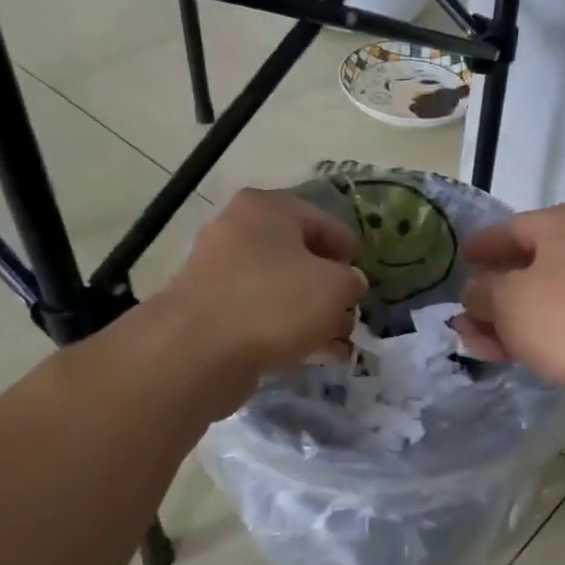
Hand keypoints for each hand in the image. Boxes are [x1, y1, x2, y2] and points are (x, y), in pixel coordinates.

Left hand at [159, 188, 364, 381]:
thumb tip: (348, 285)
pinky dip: (292, 332)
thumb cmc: (275, 302)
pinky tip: (319, 356)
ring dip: (315, 315)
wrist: (199, 351)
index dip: (350, 250)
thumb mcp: (335, 287)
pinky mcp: (213, 315)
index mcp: (267, 209)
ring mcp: (221, 275)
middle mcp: (239, 233)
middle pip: (300, 257)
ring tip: (342, 341)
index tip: (365, 277)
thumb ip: (352, 281)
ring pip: (282, 291)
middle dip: (331, 288)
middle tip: (352, 312)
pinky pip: (264, 317)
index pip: (323, 221)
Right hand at [454, 204, 564, 409]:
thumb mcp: (506, 299)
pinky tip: (500, 354)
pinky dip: (528, 333)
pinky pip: (556, 321)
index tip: (458, 260)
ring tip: (470, 340)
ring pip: (539, 298)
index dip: (480, 247)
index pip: (511, 228)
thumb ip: (482, 290)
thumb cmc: (564, 317)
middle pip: (525, 266)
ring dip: (503, 319)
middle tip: (460, 312)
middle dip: (488, 293)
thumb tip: (476, 291)